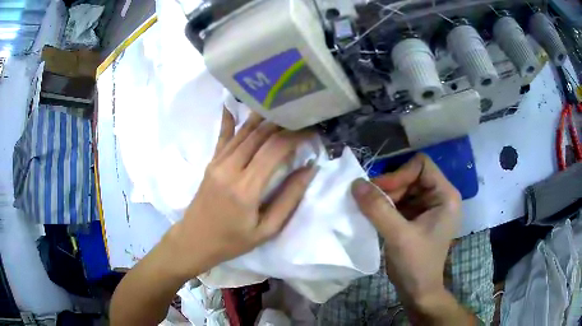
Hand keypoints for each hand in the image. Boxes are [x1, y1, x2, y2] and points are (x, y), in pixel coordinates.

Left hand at [163, 109, 316, 280]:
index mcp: (245, 188)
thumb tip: (309, 170)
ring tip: (283, 109)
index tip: (311, 131)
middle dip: (283, 123)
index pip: (274, 149)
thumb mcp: (266, 230)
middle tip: (301, 118)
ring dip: (264, 118)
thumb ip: (289, 199)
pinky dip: (231, 119)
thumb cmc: (232, 241)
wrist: (195, 240)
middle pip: (260, 134)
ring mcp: (217, 162)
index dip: (296, 136)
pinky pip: (224, 136)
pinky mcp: (211, 162)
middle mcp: (229, 168)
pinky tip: (233, 103)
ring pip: (244, 131)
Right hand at [351, 154, 461, 316]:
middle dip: (390, 188)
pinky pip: (399, 202)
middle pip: (411, 176)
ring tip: (369, 210)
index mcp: (445, 195)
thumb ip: (377, 208)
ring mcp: (428, 208)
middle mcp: (439, 197)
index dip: (400, 174)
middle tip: (368, 202)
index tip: (380, 192)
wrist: (418, 291)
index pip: (422, 165)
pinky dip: (385, 206)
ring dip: (385, 197)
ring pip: (403, 188)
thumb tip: (355, 183)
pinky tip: (373, 216)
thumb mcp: (398, 236)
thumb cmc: (416, 264)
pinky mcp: (417, 218)